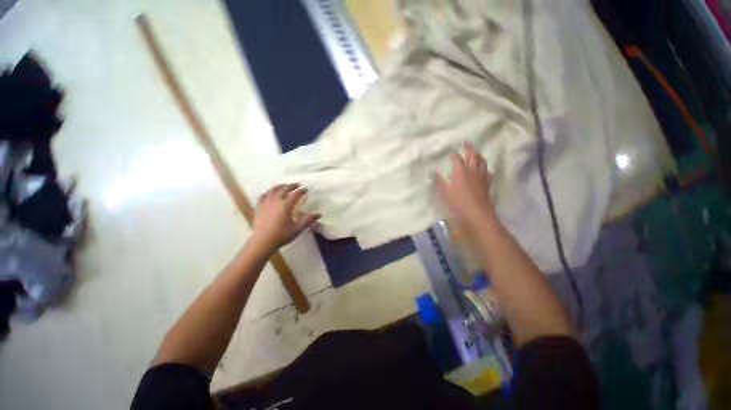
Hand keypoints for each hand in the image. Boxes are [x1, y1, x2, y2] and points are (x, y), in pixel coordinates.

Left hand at [250, 184, 319, 252]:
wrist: (262, 242)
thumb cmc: (281, 235)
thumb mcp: (298, 229)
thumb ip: (308, 220)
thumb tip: (319, 213)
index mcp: (286, 206)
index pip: (295, 194)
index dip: (301, 191)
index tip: (306, 189)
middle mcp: (276, 201)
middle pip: (284, 189)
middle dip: (291, 185)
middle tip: (297, 185)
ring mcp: (266, 203)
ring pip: (273, 190)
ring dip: (280, 186)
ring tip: (285, 186)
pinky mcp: (259, 207)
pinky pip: (263, 195)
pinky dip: (268, 192)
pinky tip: (270, 193)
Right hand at [436, 142, 494, 240]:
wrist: (475, 213)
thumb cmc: (456, 203)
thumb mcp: (444, 192)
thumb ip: (439, 181)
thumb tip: (435, 173)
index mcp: (460, 171)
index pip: (456, 158)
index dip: (453, 155)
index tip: (450, 154)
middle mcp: (472, 170)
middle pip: (472, 155)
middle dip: (468, 148)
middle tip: (466, 143)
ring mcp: (481, 176)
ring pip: (482, 161)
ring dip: (478, 156)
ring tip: (476, 154)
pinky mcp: (487, 182)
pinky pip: (487, 171)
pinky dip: (484, 167)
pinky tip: (482, 170)